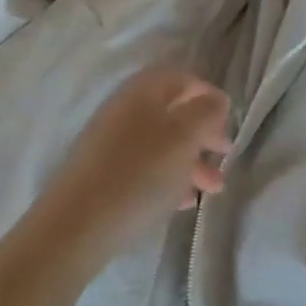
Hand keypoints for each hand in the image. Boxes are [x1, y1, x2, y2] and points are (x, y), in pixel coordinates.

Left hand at [39, 69, 231, 268]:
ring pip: (161, 142)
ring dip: (190, 161)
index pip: (182, 78)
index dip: (208, 94)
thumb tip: (216, 100)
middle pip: (172, 111)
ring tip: (212, 190)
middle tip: (225, 155)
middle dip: (203, 133)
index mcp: (143, 90)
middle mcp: (125, 108)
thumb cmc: (139, 174)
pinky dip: (168, 178)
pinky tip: (183, 203)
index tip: (229, 120)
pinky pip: (144, 166)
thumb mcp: (183, 138)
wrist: (75, 227)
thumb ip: (206, 113)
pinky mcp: (103, 174)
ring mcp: (110, 141)